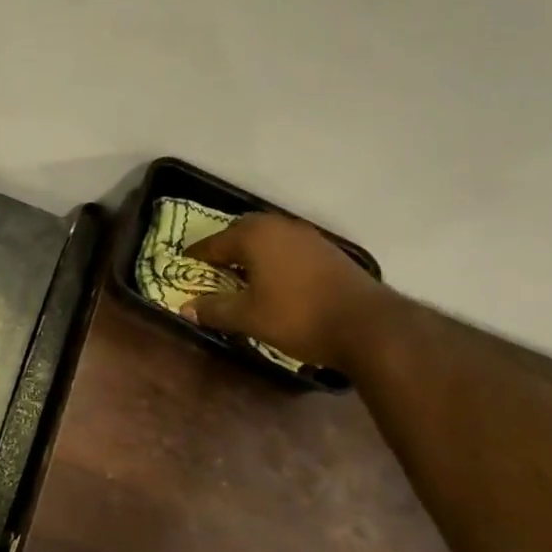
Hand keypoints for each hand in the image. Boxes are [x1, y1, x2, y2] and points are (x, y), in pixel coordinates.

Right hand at [181, 214, 396, 370]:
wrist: (368, 325)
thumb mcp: (248, 317)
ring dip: (252, 254)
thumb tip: (185, 308)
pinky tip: (275, 281)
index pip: (213, 243)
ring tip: (242, 277)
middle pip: (242, 233)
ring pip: (268, 239)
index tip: (183, 267)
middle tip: (213, 270)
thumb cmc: (298, 316)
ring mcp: (307, 236)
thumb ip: (214, 309)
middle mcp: (279, 226)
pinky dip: (274, 259)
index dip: (196, 257)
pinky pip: (288, 248)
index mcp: (254, 236)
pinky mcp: (328, 251)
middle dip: (225, 249)